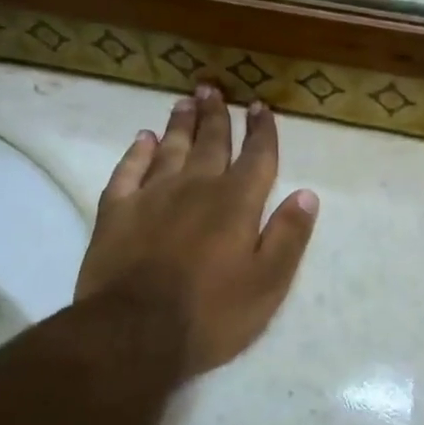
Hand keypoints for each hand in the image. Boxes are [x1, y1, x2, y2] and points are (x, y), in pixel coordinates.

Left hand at [76, 88, 318, 376]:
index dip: (262, 131)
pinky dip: (137, 153)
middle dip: (217, 116)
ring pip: (171, 149)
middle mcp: (196, 188)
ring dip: (181, 124)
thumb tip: (306, 194)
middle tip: (214, 89)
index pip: (256, 157)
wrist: (134, 334)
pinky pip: (128, 171)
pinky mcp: (116, 212)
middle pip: (211, 143)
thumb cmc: (211, 314)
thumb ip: (288, 236)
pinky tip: (143, 140)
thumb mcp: (268, 283)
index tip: (260, 107)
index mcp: (236, 203)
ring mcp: (152, 197)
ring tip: (186, 101)